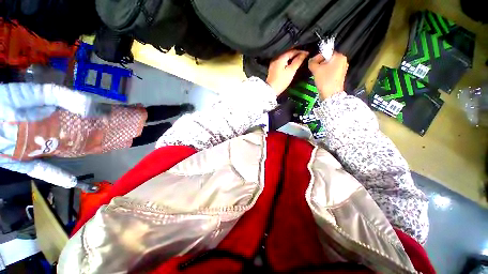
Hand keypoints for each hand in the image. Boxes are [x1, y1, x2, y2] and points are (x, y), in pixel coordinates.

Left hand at [266, 50, 308, 94]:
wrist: (270, 90)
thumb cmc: (281, 81)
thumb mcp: (291, 71)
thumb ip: (298, 61)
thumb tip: (305, 53)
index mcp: (280, 57)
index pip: (292, 51)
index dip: (301, 52)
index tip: (308, 53)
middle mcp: (276, 58)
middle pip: (288, 53)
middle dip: (296, 54)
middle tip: (304, 56)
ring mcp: (274, 63)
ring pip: (285, 57)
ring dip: (292, 58)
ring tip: (299, 59)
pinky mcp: (273, 68)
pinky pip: (282, 61)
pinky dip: (287, 61)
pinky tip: (291, 64)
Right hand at [308, 52, 347, 98]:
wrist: (331, 94)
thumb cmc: (324, 80)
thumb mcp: (316, 70)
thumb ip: (312, 62)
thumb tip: (311, 60)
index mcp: (339, 56)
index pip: (327, 52)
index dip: (318, 57)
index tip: (312, 63)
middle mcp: (343, 61)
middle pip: (328, 59)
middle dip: (320, 63)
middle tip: (314, 69)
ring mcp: (342, 68)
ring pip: (329, 65)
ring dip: (322, 68)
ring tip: (317, 74)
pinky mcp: (340, 75)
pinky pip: (331, 70)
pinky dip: (326, 72)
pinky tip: (321, 78)